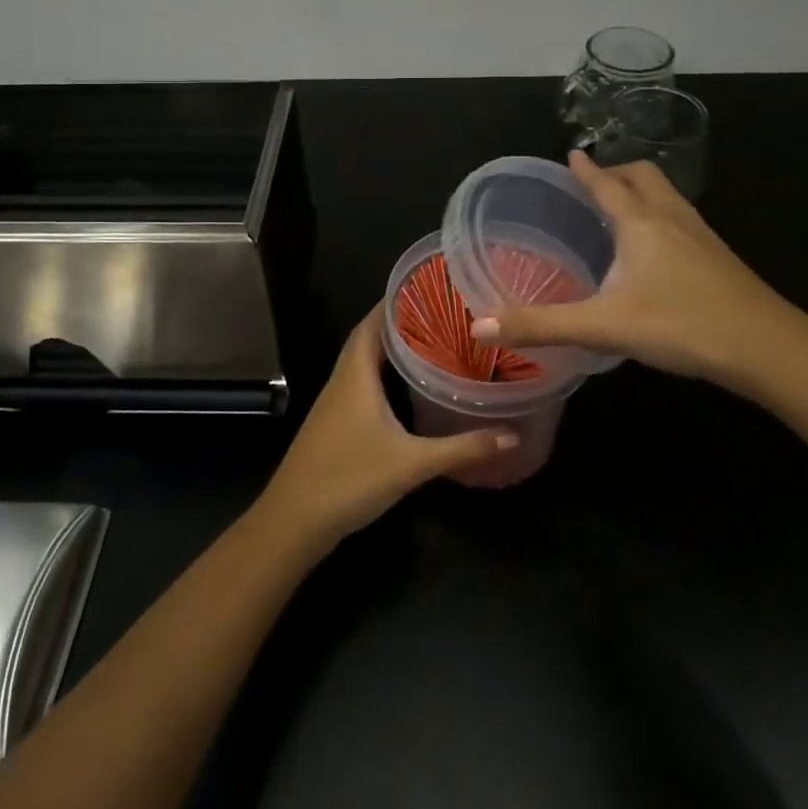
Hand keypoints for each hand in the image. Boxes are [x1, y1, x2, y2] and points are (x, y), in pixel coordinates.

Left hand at [256, 305, 519, 550]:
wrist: (294, 521)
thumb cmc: (349, 479)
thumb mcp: (411, 463)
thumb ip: (462, 448)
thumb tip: (513, 434)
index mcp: (355, 374)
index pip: (373, 322)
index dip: (395, 301)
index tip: (427, 287)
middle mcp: (343, 380)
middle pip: (369, 337)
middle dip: (399, 322)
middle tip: (439, 312)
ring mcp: (335, 402)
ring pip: (364, 362)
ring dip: (391, 348)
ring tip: (430, 340)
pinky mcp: (335, 423)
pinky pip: (361, 383)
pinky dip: (383, 374)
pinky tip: (406, 387)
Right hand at [472, 150, 807, 391]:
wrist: (768, 348)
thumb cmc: (681, 325)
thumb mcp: (603, 326)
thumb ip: (541, 325)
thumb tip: (479, 326)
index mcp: (641, 223)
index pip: (606, 184)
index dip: (586, 170)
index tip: (572, 154)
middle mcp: (672, 219)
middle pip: (645, 176)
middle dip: (618, 171)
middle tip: (595, 182)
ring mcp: (702, 236)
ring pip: (669, 196)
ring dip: (643, 192)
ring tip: (622, 209)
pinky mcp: (720, 259)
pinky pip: (683, 220)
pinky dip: (662, 217)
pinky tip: (658, 251)